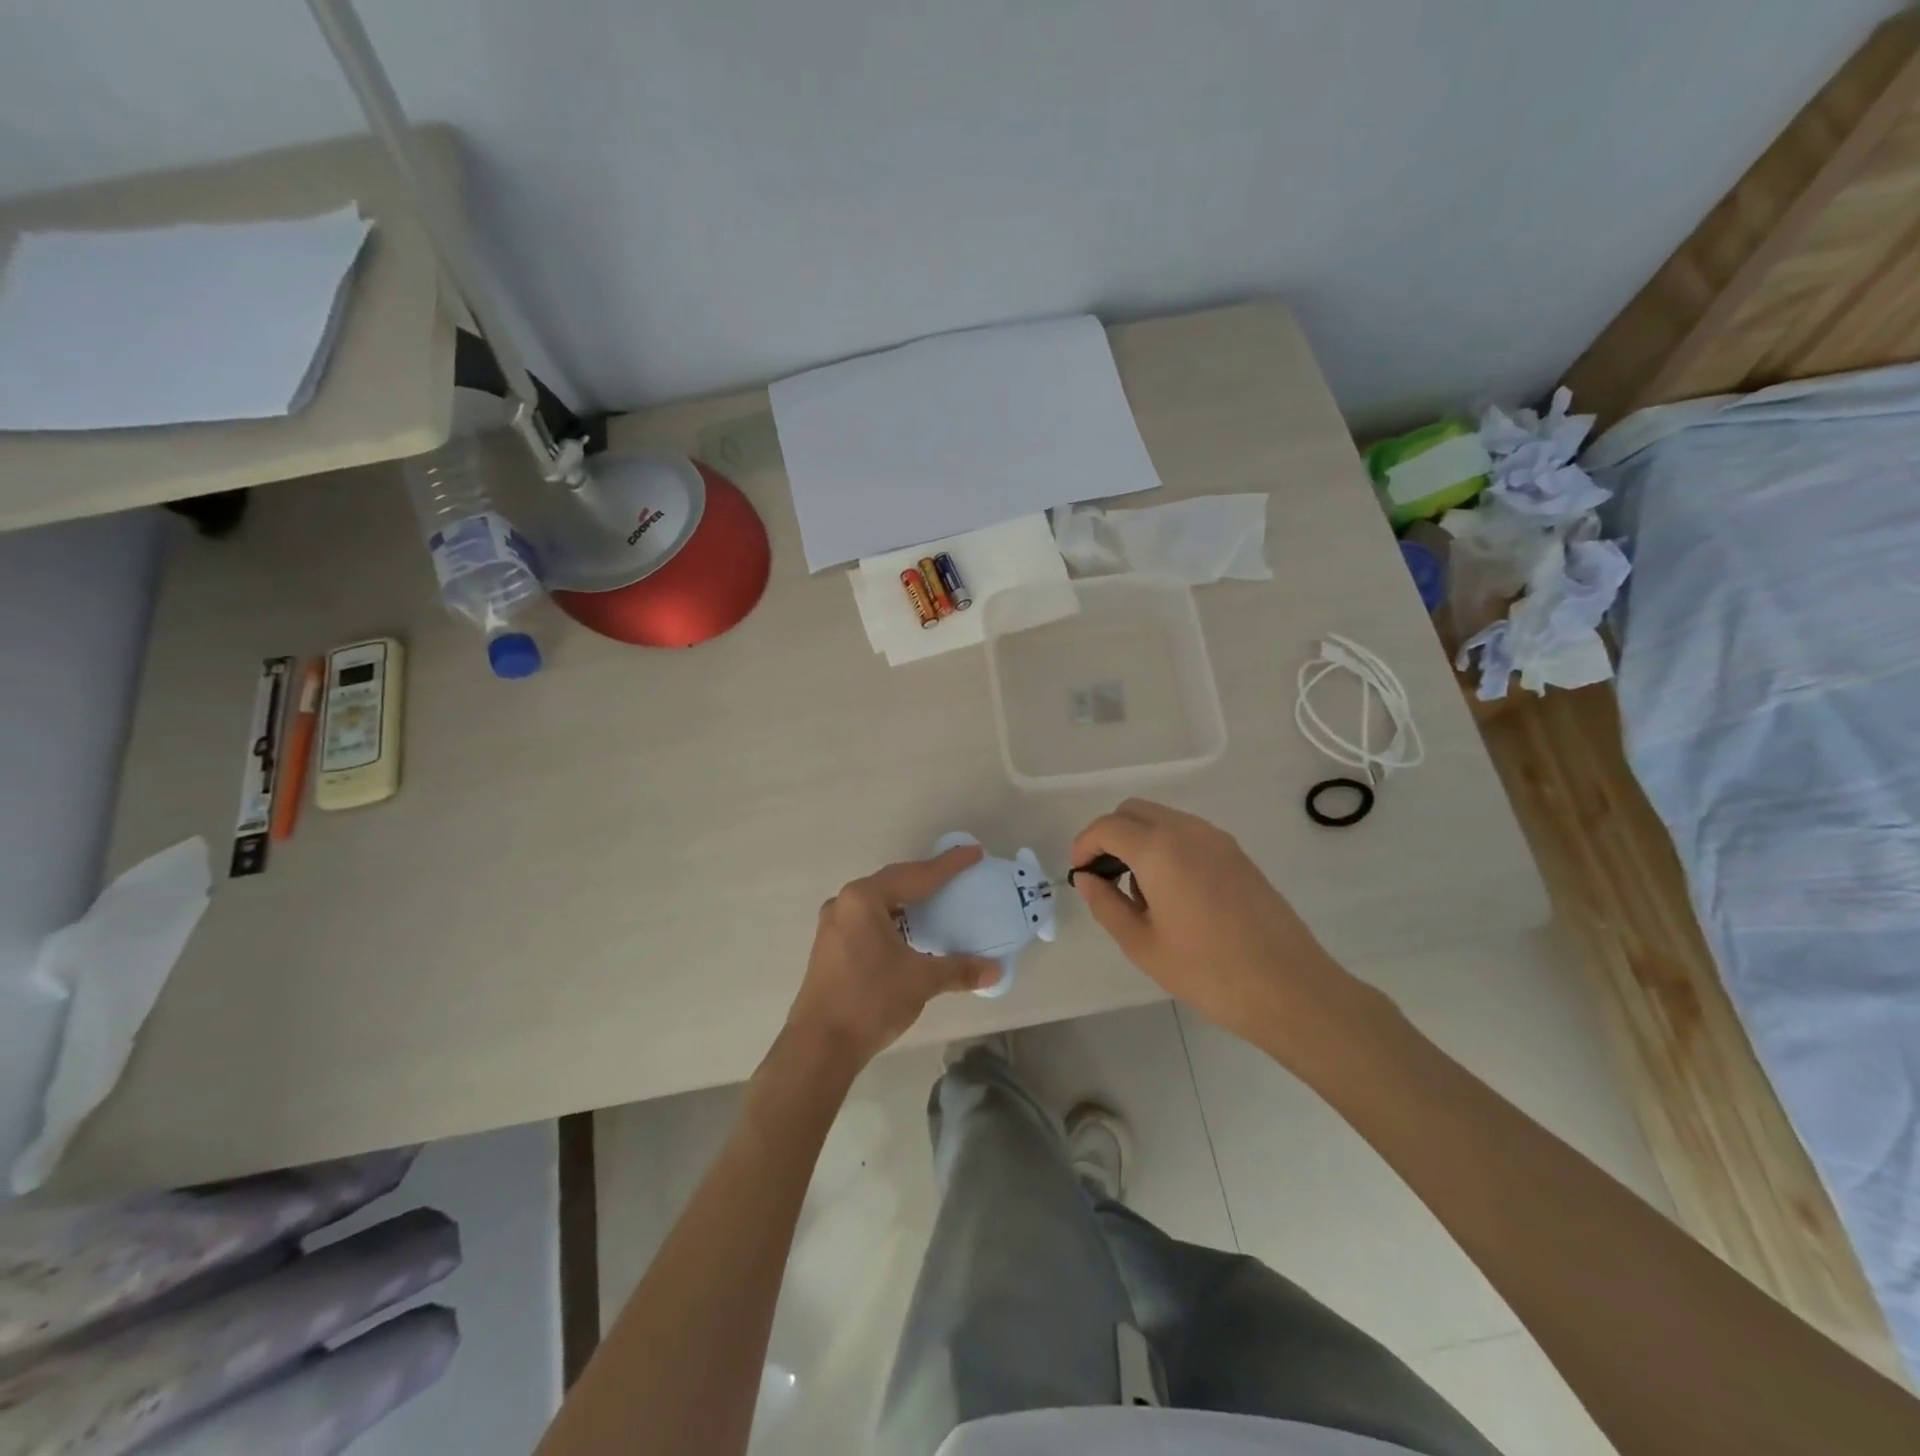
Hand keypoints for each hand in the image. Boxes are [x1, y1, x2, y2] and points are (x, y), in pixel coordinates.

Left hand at [785, 845, 999, 1075]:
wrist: (819, 1047)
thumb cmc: (870, 1000)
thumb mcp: (920, 980)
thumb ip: (959, 969)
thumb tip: (995, 969)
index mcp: (864, 899)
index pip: (915, 876)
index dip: (948, 866)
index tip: (974, 853)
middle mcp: (844, 903)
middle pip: (894, 883)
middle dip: (925, 879)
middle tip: (957, 875)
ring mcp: (833, 926)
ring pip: (879, 903)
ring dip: (907, 902)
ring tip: (937, 901)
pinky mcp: (830, 947)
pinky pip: (868, 921)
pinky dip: (893, 920)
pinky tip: (909, 932)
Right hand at [1070, 800, 1369, 1059]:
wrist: (1290, 988)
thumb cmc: (1208, 971)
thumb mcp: (1142, 944)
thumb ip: (1106, 904)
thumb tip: (1089, 879)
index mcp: (1159, 849)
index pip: (1107, 827)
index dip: (1084, 845)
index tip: (1079, 874)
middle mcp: (1188, 830)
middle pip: (1133, 811)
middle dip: (1109, 836)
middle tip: (1103, 877)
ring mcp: (1217, 839)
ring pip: (1161, 818)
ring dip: (1138, 839)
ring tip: (1139, 891)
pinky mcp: (1237, 853)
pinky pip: (1187, 833)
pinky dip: (1165, 846)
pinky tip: (1172, 892)